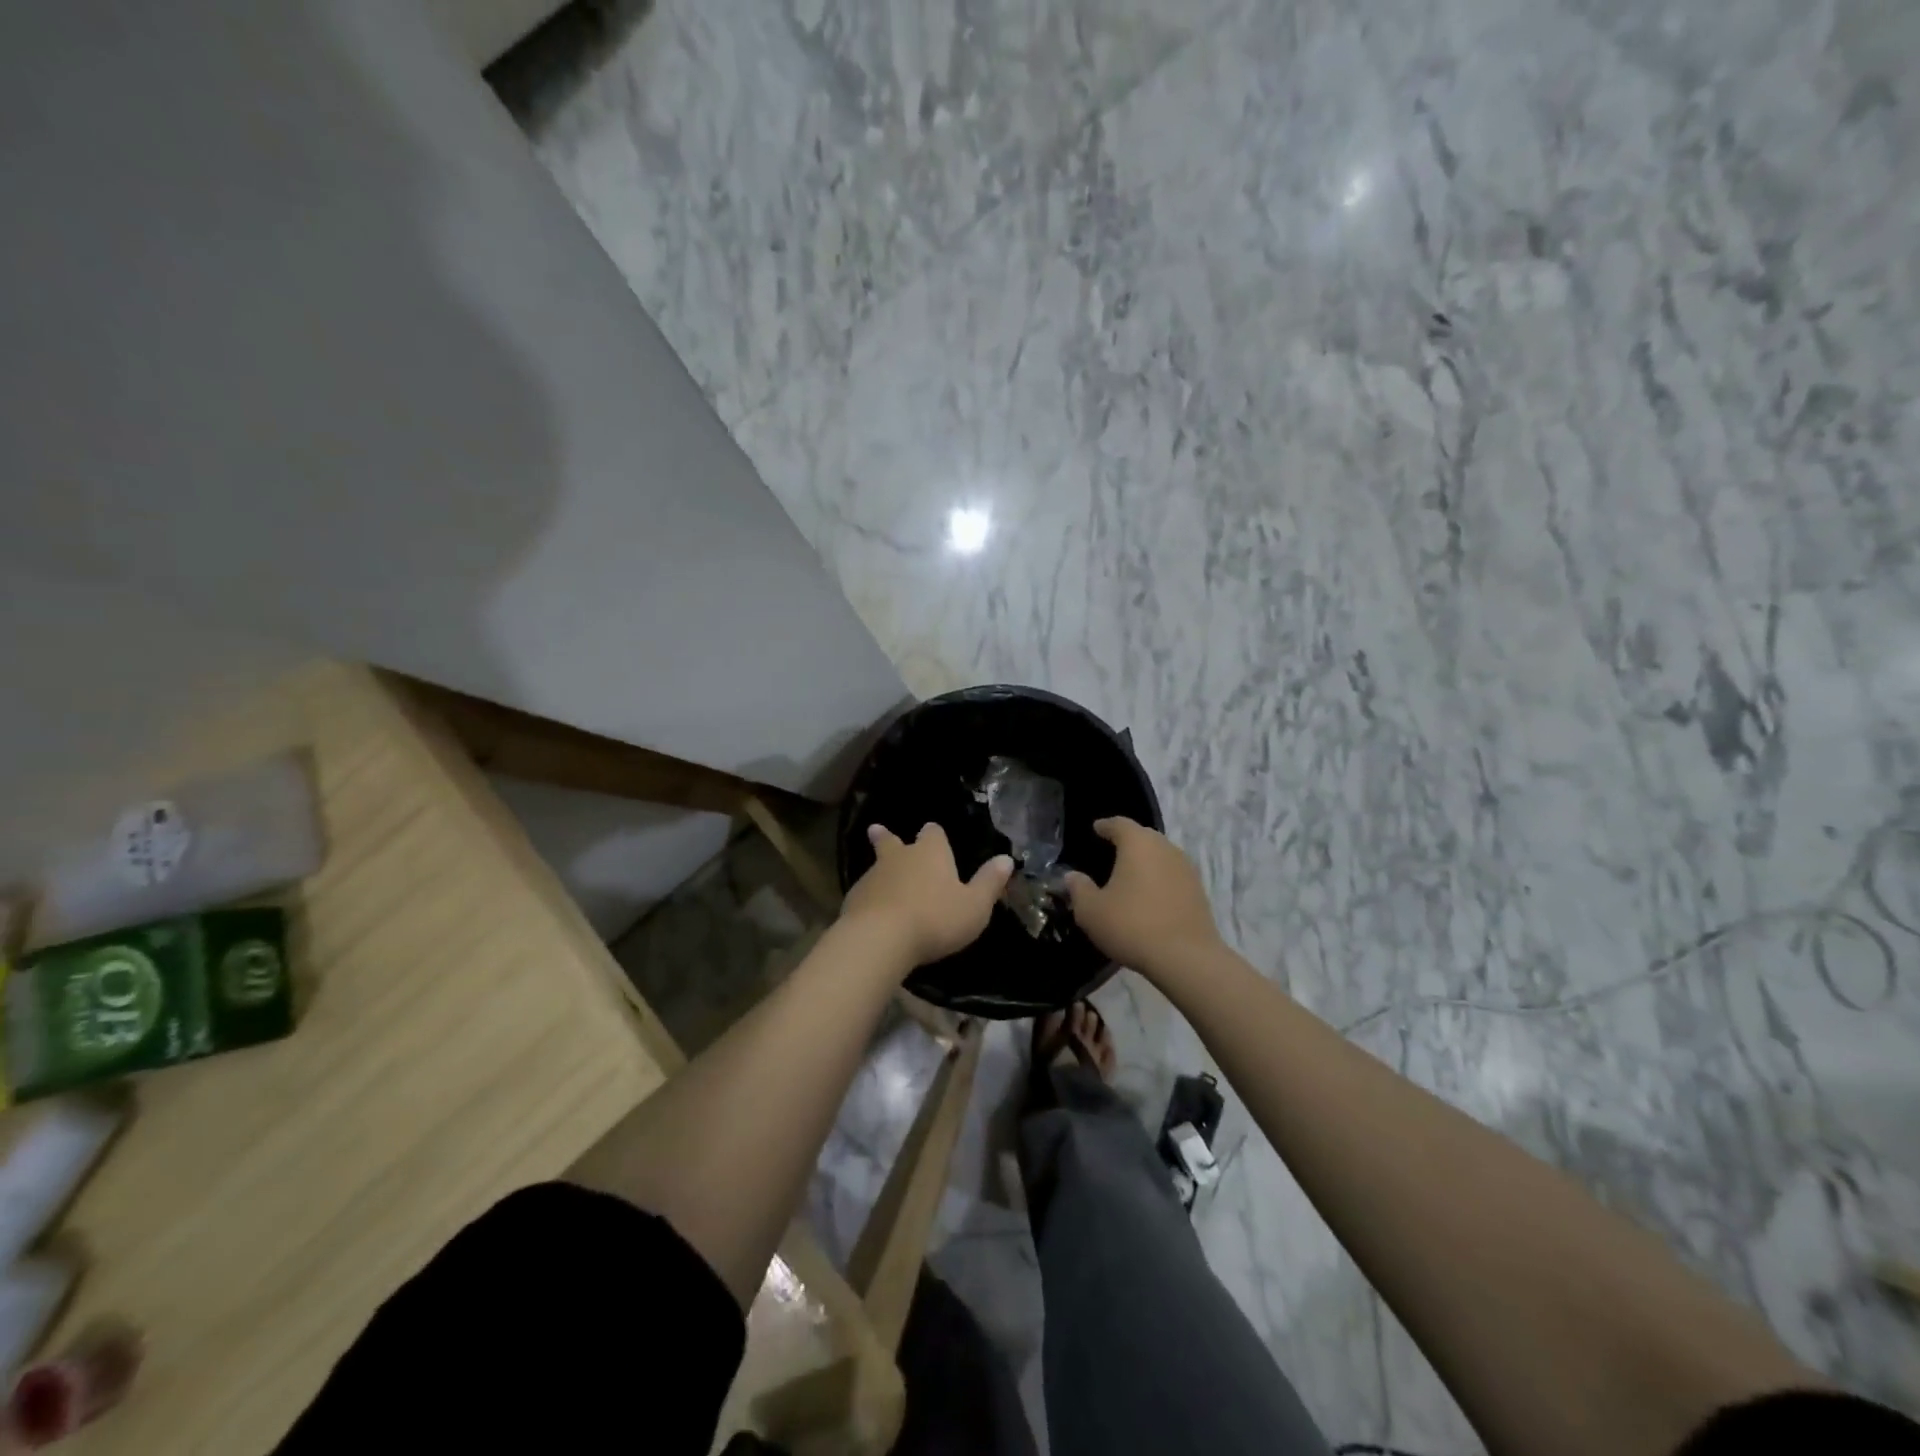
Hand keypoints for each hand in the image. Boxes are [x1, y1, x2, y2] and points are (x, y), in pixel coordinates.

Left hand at [841, 823, 1013, 968]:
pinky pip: (865, 893)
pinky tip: (873, 912)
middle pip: (891, 840)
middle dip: (887, 837)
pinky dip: (870, 898)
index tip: (934, 836)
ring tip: (882, 881)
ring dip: (881, 872)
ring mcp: (872, 876)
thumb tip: (1006, 859)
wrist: (880, 939)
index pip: (933, 832)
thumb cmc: (935, 919)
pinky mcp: (853, 900)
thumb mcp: (974, 906)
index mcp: (930, 852)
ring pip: (877, 867)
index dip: (935, 835)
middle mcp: (899, 857)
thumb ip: (989, 882)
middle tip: (877, 830)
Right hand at [1065, 818, 1220, 976]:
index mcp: (1138, 843)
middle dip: (1127, 841)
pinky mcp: (1198, 891)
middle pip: (1143, 836)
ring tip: (1129, 875)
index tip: (1096, 829)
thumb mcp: (1091, 910)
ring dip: (1145, 861)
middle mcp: (1165, 848)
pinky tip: (1149, 896)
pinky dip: (1159, 879)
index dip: (1105, 826)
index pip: (1119, 824)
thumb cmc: (1131, 925)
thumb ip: (1079, 888)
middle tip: (1110, 851)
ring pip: (1161, 855)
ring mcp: (1186, 868)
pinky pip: (1172, 875)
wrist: (1186, 957)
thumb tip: (1072, 876)